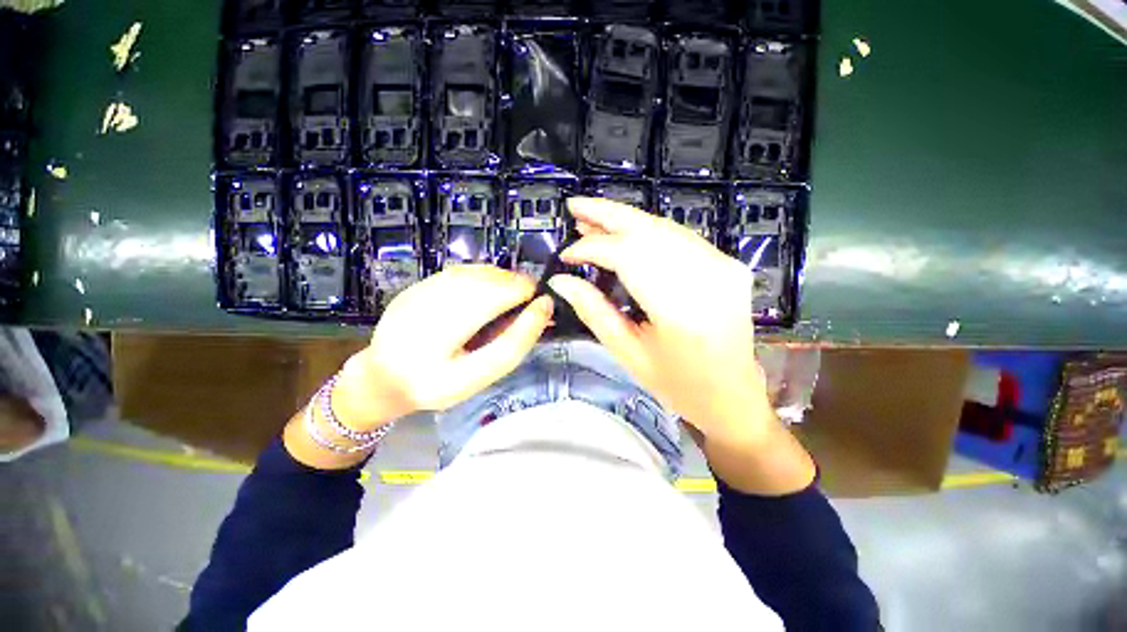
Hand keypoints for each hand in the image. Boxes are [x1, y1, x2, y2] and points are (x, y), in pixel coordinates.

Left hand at [333, 265, 552, 431]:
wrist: (381, 378)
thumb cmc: (435, 384)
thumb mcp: (480, 375)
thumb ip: (515, 342)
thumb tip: (545, 306)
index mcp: (446, 327)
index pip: (502, 292)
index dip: (528, 293)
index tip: (542, 306)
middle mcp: (434, 297)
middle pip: (493, 277)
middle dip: (517, 288)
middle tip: (527, 309)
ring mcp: (423, 286)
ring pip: (479, 271)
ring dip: (502, 282)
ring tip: (509, 303)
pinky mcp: (419, 284)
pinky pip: (463, 272)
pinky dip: (483, 280)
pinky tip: (484, 298)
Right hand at [549, 198, 813, 493]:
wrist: (732, 396)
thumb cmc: (677, 385)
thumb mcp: (628, 354)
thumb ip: (593, 312)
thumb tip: (561, 281)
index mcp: (680, 312)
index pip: (628, 257)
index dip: (592, 249)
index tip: (566, 254)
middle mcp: (708, 279)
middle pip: (650, 230)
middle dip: (608, 215)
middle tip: (575, 207)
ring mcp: (724, 267)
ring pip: (665, 227)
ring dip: (626, 220)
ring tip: (593, 220)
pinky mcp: (729, 264)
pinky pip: (681, 237)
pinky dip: (648, 230)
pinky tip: (626, 232)